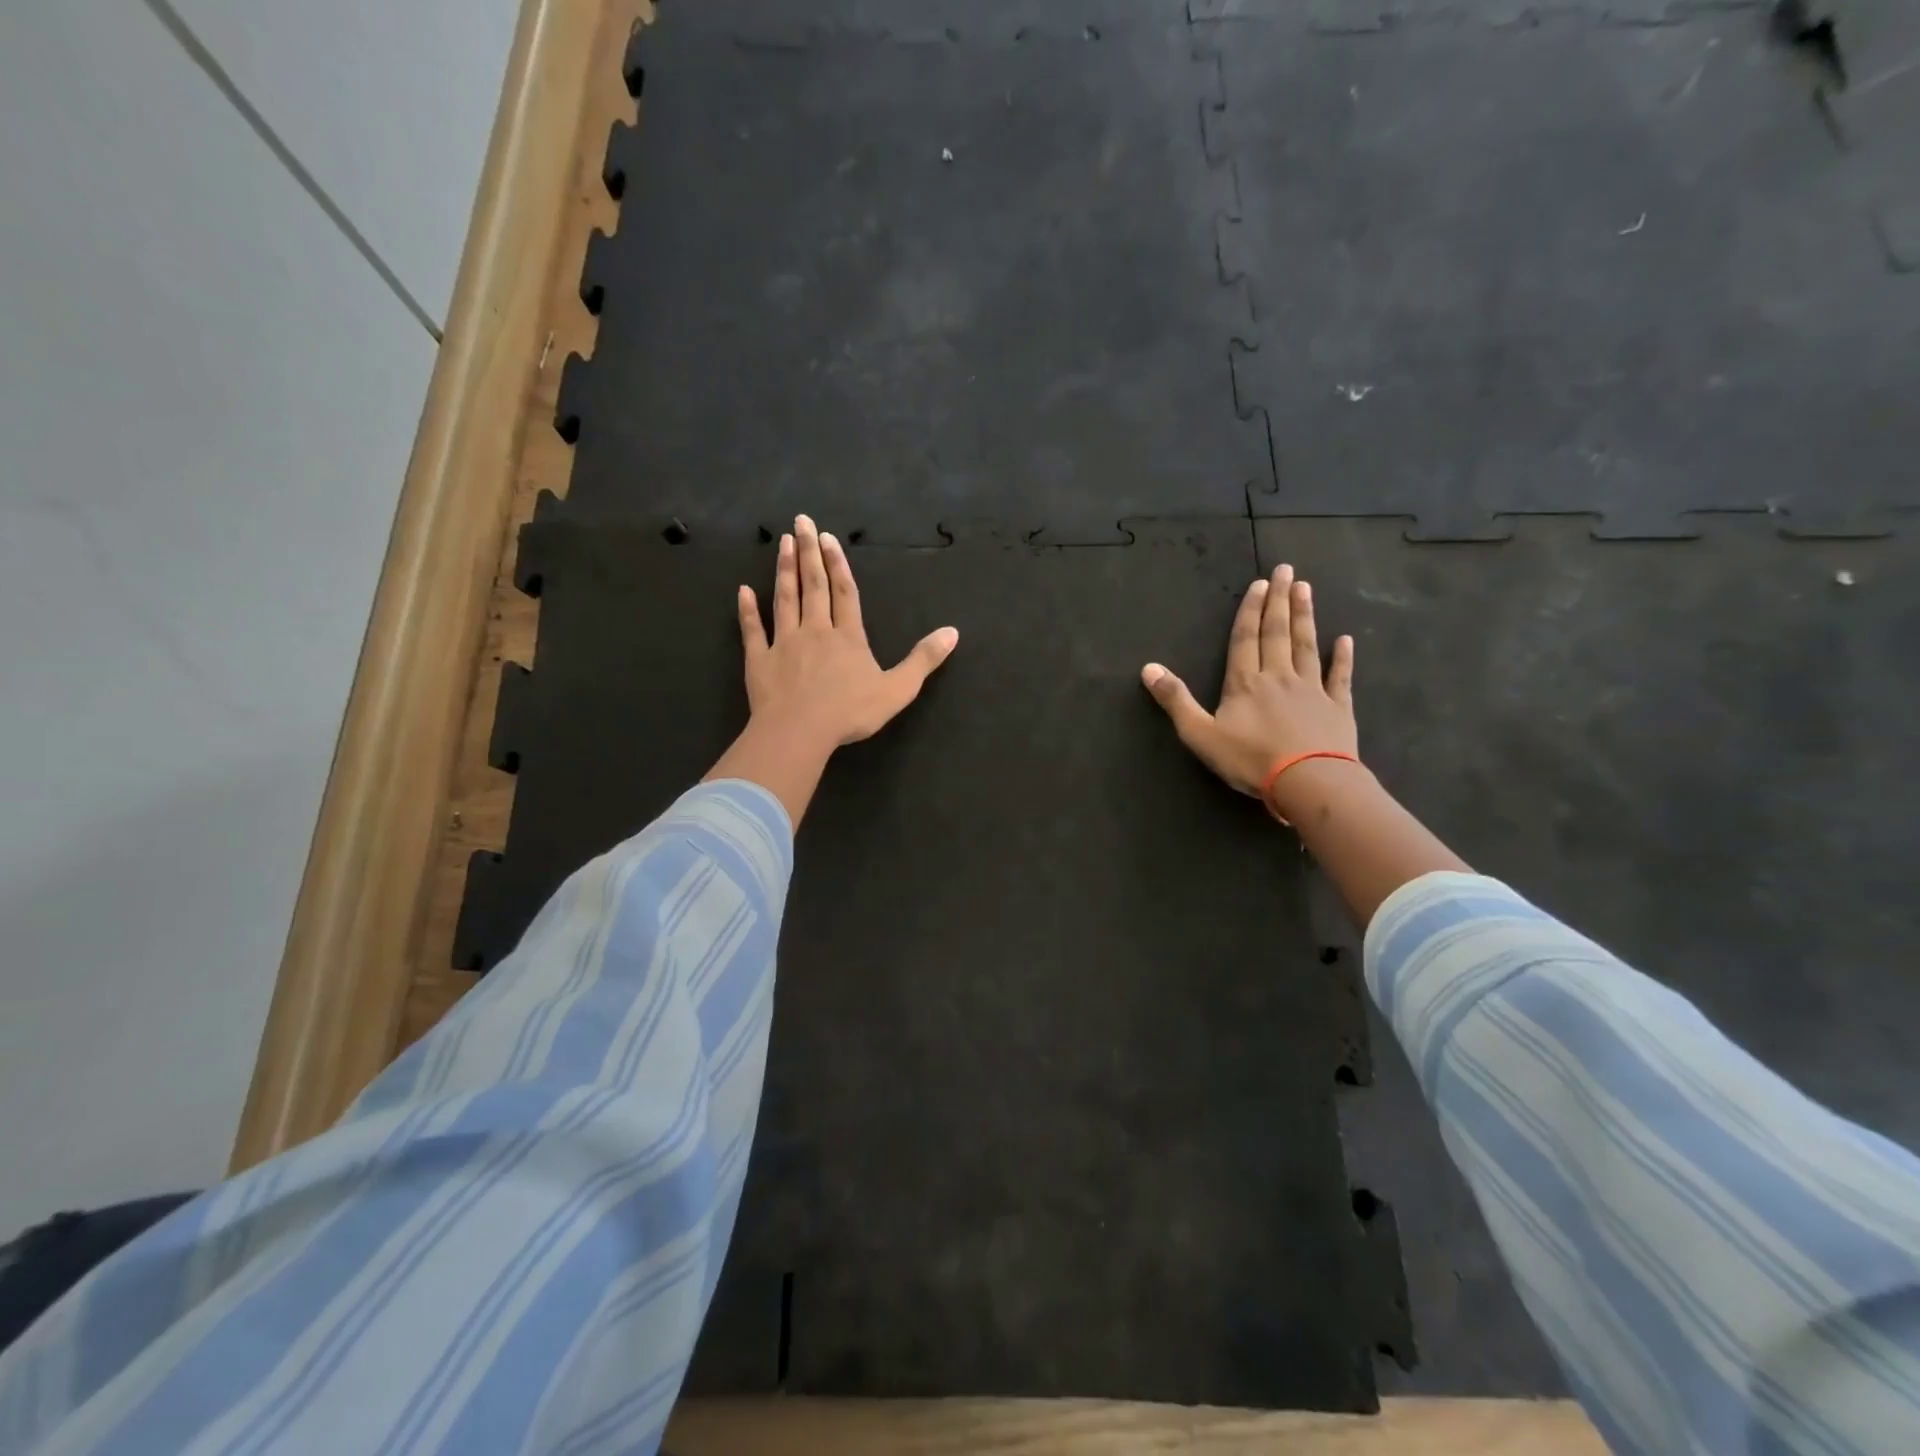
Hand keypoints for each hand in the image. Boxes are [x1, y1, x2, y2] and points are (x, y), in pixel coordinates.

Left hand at [708, 514, 957, 827]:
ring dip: (784, 571)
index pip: (844, 593)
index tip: (827, 537)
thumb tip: (953, 632)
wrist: (800, 731)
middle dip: (808, 552)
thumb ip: (923, 660)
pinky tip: (743, 591)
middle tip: (800, 522)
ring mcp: (784, 644)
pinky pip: (753, 630)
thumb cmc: (850, 712)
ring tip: (781, 543)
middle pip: (812, 586)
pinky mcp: (759, 661)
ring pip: (784, 599)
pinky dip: (747, 610)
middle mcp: (815, 631)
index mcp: (848, 637)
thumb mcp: (898, 689)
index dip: (837, 564)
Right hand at [1141, 563, 1356, 798]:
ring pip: (1306, 646)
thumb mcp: (1200, 734)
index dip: (1250, 611)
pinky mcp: (1338, 708)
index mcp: (1245, 683)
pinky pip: (1340, 677)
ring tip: (1306, 589)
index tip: (1260, 584)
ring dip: (1305, 617)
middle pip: (1277, 633)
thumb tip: (1148, 668)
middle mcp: (1278, 677)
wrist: (1309, 781)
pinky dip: (1342, 658)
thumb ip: (1175, 700)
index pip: (1245, 639)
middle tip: (1285, 570)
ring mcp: (1312, 690)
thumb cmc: (1250, 759)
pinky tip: (1345, 640)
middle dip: (1279, 601)